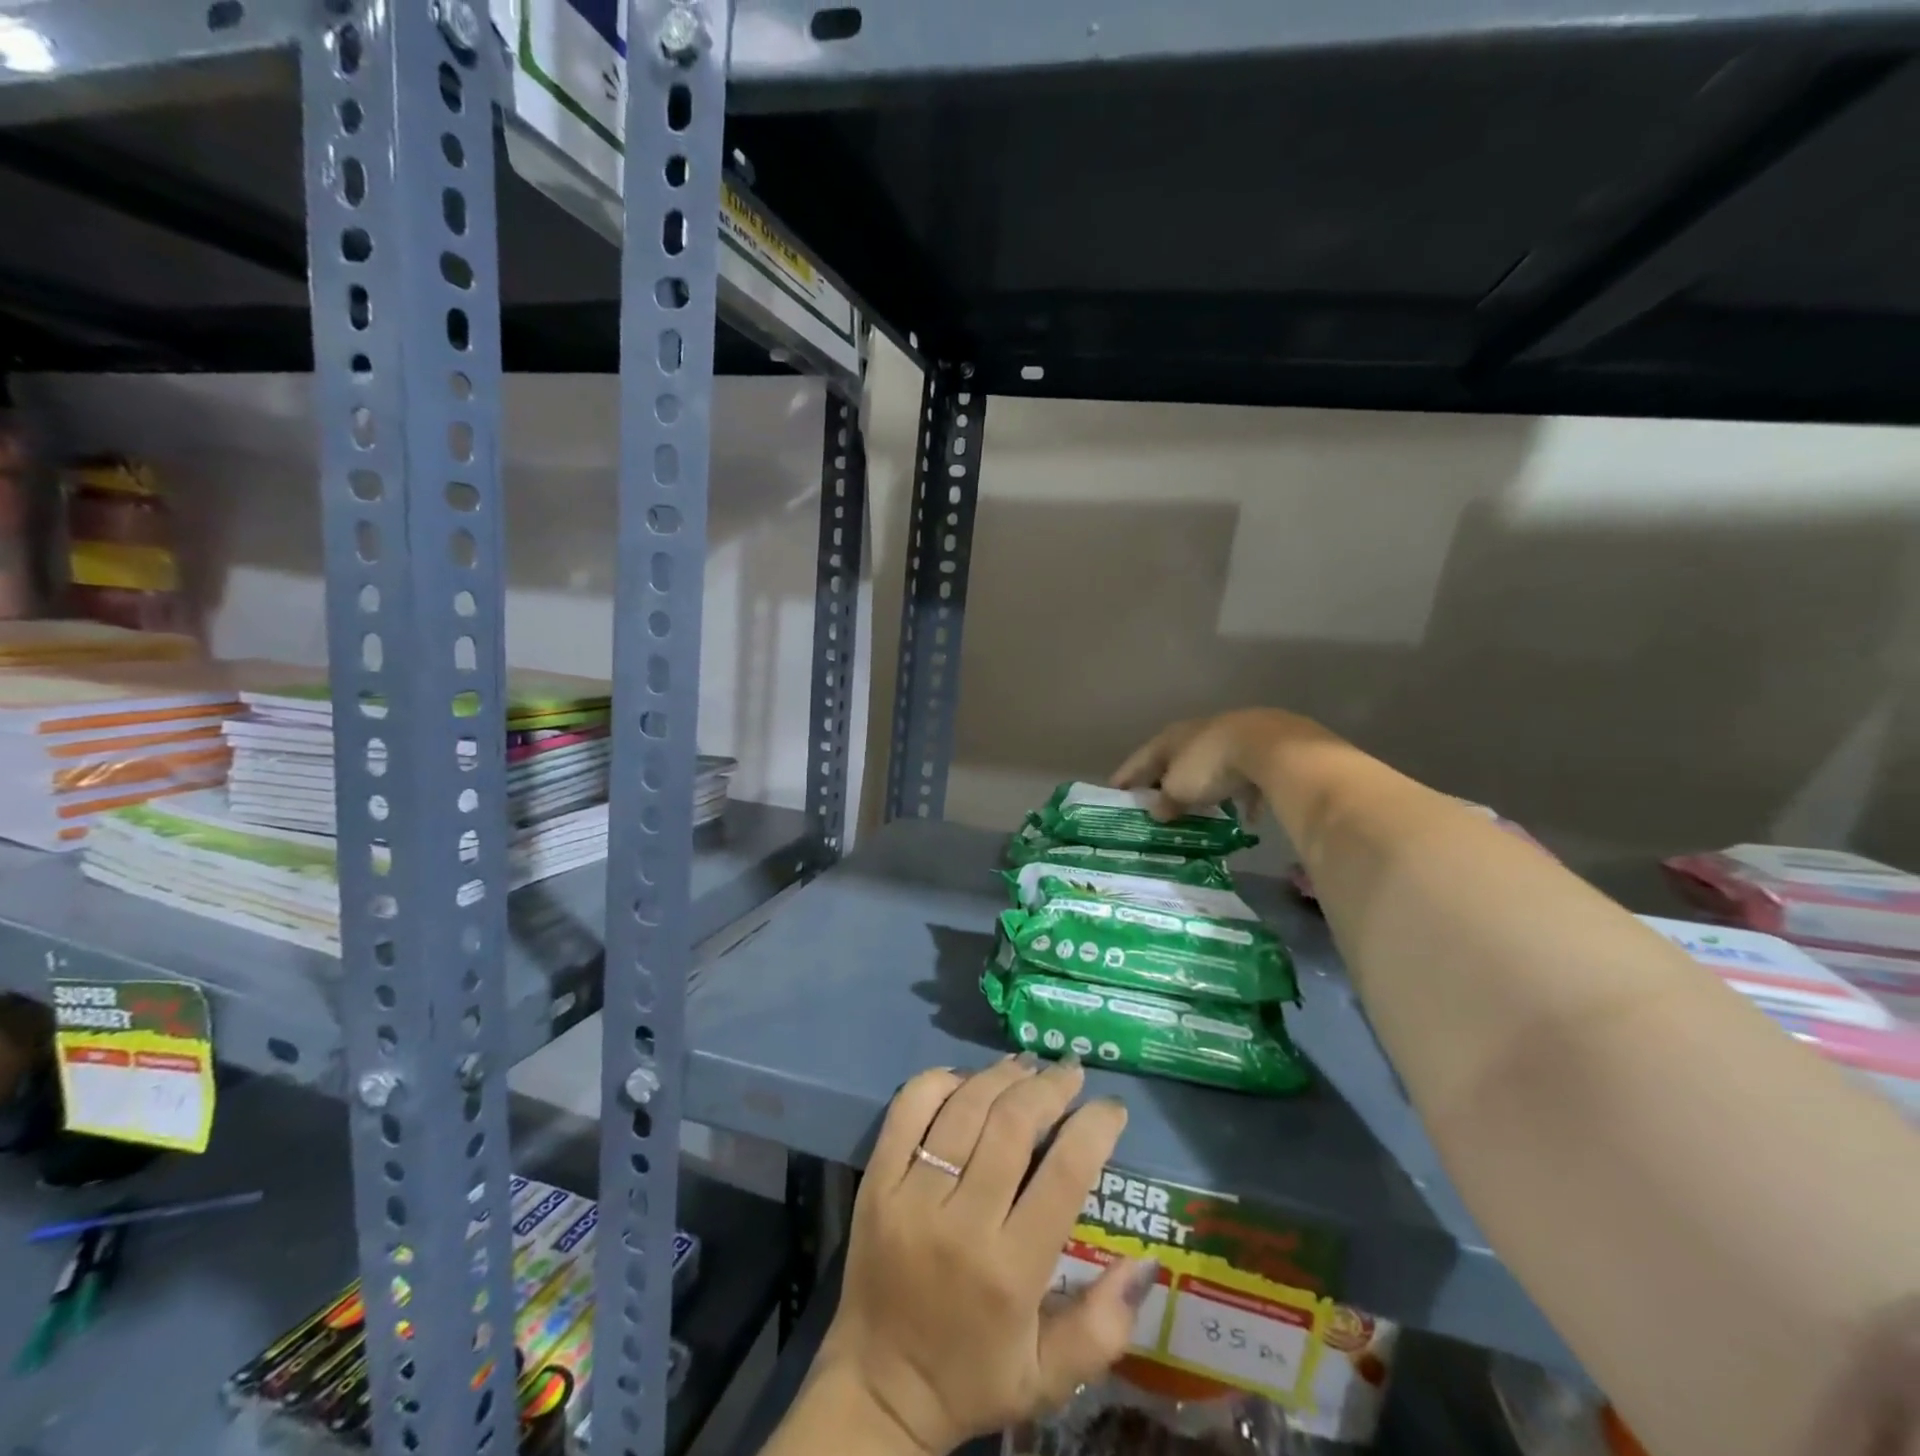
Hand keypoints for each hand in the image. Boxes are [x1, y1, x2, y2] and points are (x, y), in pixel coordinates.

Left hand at [812, 1056, 1154, 1454]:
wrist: (877, 1388)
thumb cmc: (971, 1377)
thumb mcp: (1049, 1378)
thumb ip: (1104, 1326)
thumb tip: (1147, 1261)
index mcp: (1011, 1271)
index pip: (1064, 1174)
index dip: (1094, 1128)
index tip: (1111, 1107)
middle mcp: (961, 1223)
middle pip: (1012, 1124)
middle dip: (1050, 1087)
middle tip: (1071, 1072)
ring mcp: (912, 1196)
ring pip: (965, 1107)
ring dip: (1002, 1075)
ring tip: (1028, 1066)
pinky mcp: (877, 1181)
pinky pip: (908, 1109)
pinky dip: (939, 1081)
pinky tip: (966, 1080)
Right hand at [1111, 708, 1308, 820]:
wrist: (1271, 747)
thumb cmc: (1210, 766)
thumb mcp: (1179, 790)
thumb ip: (1165, 801)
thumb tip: (1157, 811)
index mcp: (1171, 738)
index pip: (1141, 758)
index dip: (1127, 776)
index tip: (1114, 791)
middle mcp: (1198, 733)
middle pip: (1176, 760)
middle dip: (1166, 780)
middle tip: (1156, 801)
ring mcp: (1232, 738)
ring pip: (1211, 766)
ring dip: (1204, 786)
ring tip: (1200, 808)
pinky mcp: (1263, 750)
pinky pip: (1246, 778)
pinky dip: (1242, 796)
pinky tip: (1247, 816)